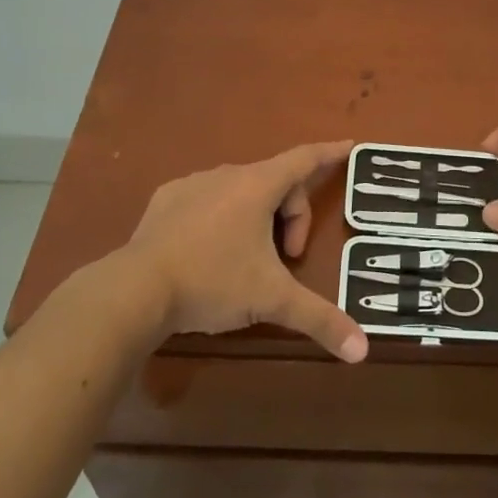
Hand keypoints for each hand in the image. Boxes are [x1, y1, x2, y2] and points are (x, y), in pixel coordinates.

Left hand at [113, 140, 368, 362]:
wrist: (136, 289)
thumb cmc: (213, 282)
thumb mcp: (271, 299)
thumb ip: (318, 319)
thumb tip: (361, 351)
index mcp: (258, 186)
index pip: (304, 160)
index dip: (330, 154)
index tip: (350, 146)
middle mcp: (227, 175)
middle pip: (276, 185)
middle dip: (290, 219)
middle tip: (286, 260)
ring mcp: (193, 184)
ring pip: (241, 192)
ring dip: (257, 219)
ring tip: (246, 262)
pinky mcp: (165, 199)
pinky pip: (207, 200)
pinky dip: (220, 218)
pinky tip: (208, 253)